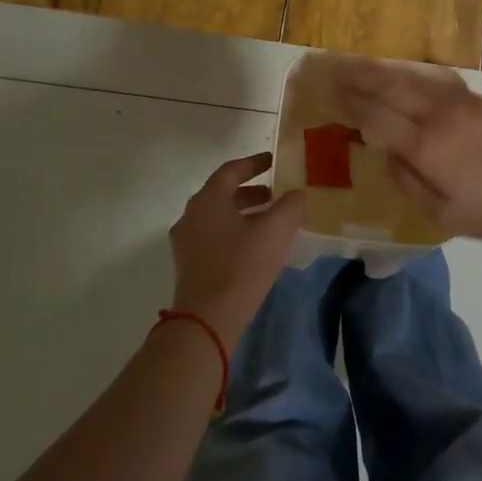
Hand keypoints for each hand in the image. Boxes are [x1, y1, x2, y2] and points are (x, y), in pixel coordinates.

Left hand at [168, 153, 303, 344]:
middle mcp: (191, 215)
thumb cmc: (242, 266)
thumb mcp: (276, 231)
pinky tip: (253, 247)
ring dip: (243, 214)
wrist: (208, 319)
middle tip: (275, 194)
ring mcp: (185, 242)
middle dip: (250, 191)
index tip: (273, 162)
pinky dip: (233, 232)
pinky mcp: (188, 265)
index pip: (231, 170)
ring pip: (217, 217)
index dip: (254, 163)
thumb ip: (290, 206)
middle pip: (222, 193)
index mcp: (208, 200)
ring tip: (269, 222)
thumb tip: (295, 195)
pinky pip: (213, 237)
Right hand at [328, 58, 481, 256]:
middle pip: (390, 89)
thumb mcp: (448, 216)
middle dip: (358, 77)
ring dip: (382, 71)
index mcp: (426, 146)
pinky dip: (411, 76)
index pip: (376, 117)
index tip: (326, 91)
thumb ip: (410, 184)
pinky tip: (404, 76)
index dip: (349, 104)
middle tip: (331, 66)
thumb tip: (386, 156)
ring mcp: (462, 103)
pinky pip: (435, 82)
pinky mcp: (481, 101)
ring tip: (358, 64)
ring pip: (412, 80)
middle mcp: (438, 116)